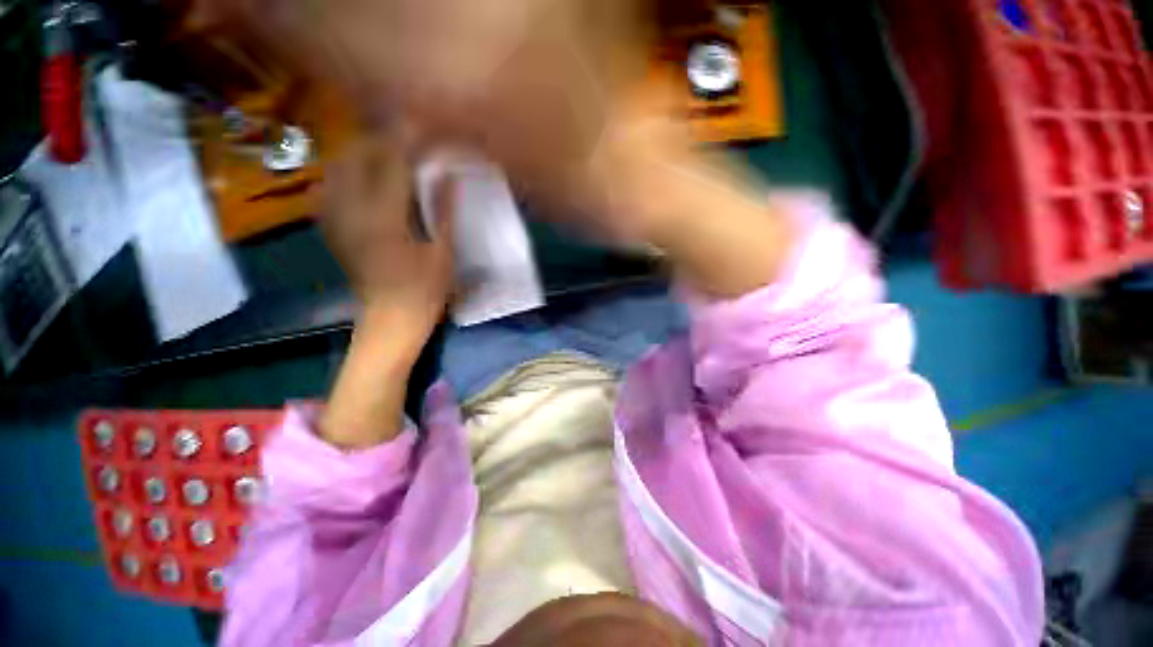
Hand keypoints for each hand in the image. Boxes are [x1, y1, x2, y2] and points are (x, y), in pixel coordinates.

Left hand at [319, 133, 455, 449]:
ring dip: (362, 152)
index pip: (394, 165)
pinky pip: (331, 188)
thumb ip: (444, 213)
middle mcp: (353, 212)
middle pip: (358, 157)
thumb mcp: (443, 254)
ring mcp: (337, 220)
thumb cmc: (425, 292)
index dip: (409, 141)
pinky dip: (347, 172)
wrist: (390, 320)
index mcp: (386, 220)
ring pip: (339, 168)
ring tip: (385, 151)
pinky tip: (363, 176)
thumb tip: (449, 178)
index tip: (423, 125)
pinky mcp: (333, 229)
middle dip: (381, 139)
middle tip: (405, 136)